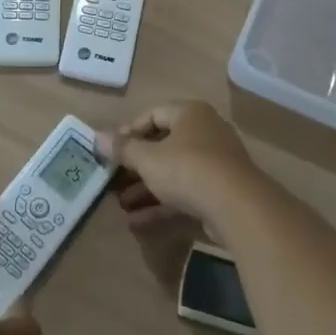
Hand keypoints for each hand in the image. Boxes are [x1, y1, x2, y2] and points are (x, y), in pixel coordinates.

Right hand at [98, 101, 271, 235]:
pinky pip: (186, 192)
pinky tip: (138, 221)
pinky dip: (163, 203)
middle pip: (163, 145)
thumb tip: (97, 136)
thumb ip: (122, 149)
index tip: (109, 151)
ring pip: (173, 171)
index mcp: (189, 113)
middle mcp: (205, 131)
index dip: (128, 132)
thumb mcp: (148, 159)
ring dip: (146, 188)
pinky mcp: (221, 191)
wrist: (238, 208)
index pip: (152, 114)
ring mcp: (216, 163)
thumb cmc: (187, 169)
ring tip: (121, 204)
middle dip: (135, 165)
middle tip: (114, 180)